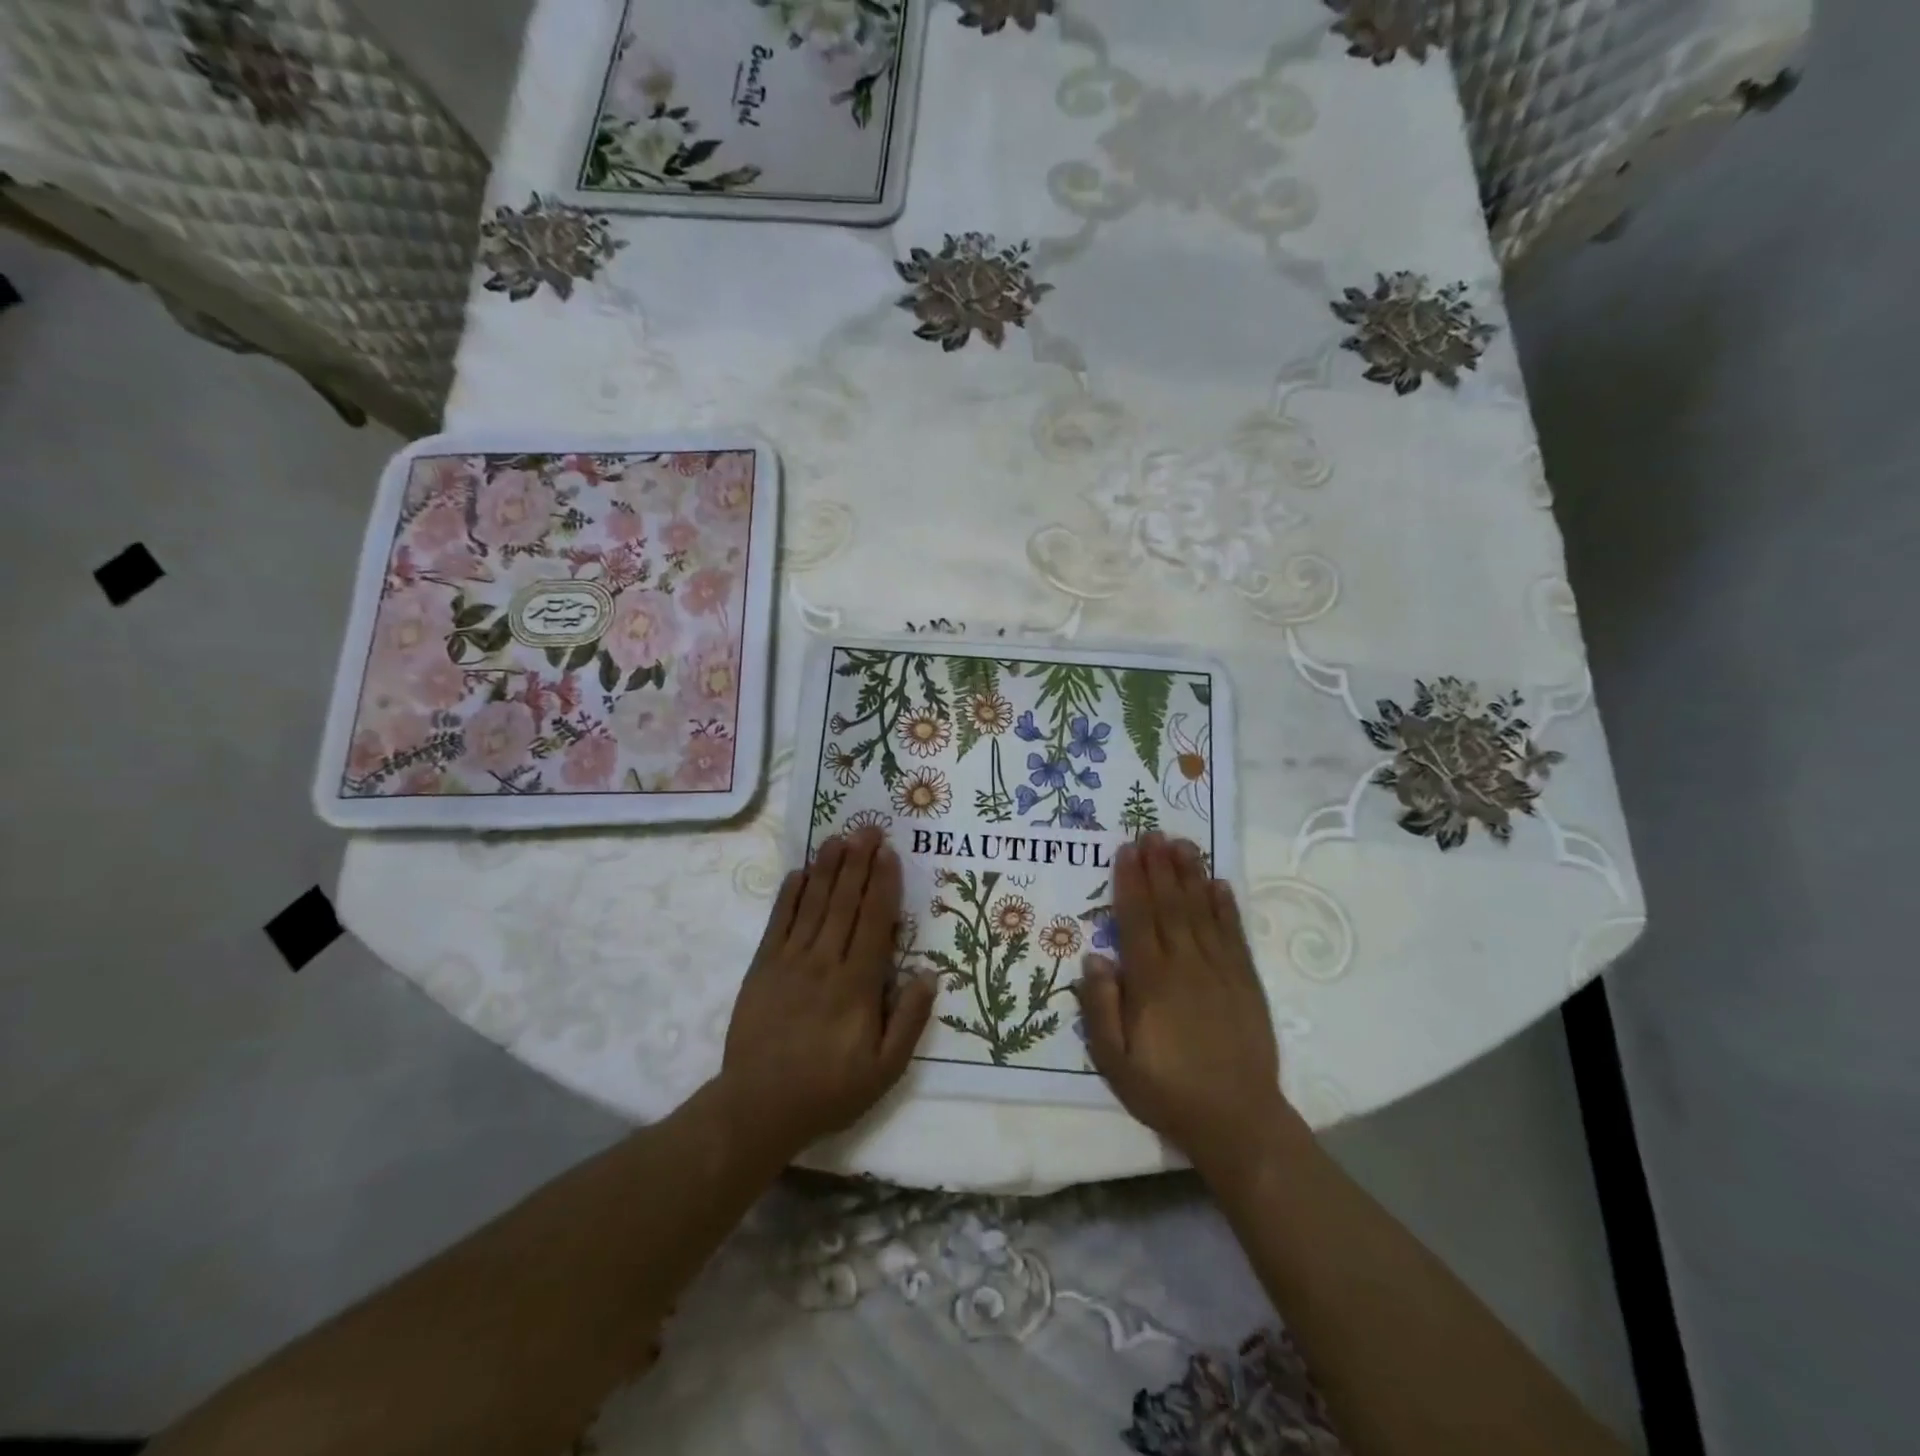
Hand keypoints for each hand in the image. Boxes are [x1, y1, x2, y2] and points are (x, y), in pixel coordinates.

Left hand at [718, 828, 935, 1161]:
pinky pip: (779, 922)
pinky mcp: (762, 968)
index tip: (889, 853)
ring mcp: (790, 962)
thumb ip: (909, 1021)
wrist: (758, 1107)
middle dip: (859, 862)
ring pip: (814, 905)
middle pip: (845, 903)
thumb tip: (929, 974)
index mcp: (858, 985)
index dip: (883, 884)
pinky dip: (790, 895)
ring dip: (828, 869)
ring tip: (839, 837)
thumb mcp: (884, 1070)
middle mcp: (825, 962)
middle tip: (868, 828)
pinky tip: (800, 872)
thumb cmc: (829, 1090)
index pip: (874, 922)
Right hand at [1073, 832, 1302, 1175]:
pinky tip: (1219, 884)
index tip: (1126, 849)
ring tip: (1182, 844)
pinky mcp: (1246, 982)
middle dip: (1160, 867)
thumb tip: (1095, 958)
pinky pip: (1233, 935)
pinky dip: (1226, 907)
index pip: (1137, 919)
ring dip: (1191, 875)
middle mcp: (1186, 966)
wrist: (1238, 1121)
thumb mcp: (1115, 1062)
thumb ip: (1101, 1009)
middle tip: (1153, 832)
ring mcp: (1221, 971)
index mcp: (1152, 982)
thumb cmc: (1167, 1091)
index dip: (1130, 882)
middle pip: (1170, 906)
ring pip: (1202, 912)